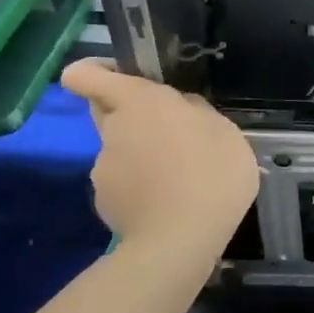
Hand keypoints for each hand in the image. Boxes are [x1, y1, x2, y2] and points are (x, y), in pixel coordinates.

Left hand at [61, 60, 258, 255]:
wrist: (180, 240)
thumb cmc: (211, 174)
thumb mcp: (226, 133)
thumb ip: (198, 113)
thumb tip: (182, 110)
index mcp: (141, 103)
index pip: (87, 75)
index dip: (94, 72)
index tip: (119, 77)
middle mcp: (114, 129)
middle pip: (107, 110)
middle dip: (130, 114)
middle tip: (168, 132)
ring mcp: (103, 168)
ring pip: (119, 149)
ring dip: (141, 156)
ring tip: (179, 179)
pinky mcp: (104, 201)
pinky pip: (122, 183)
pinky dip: (140, 188)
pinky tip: (168, 203)